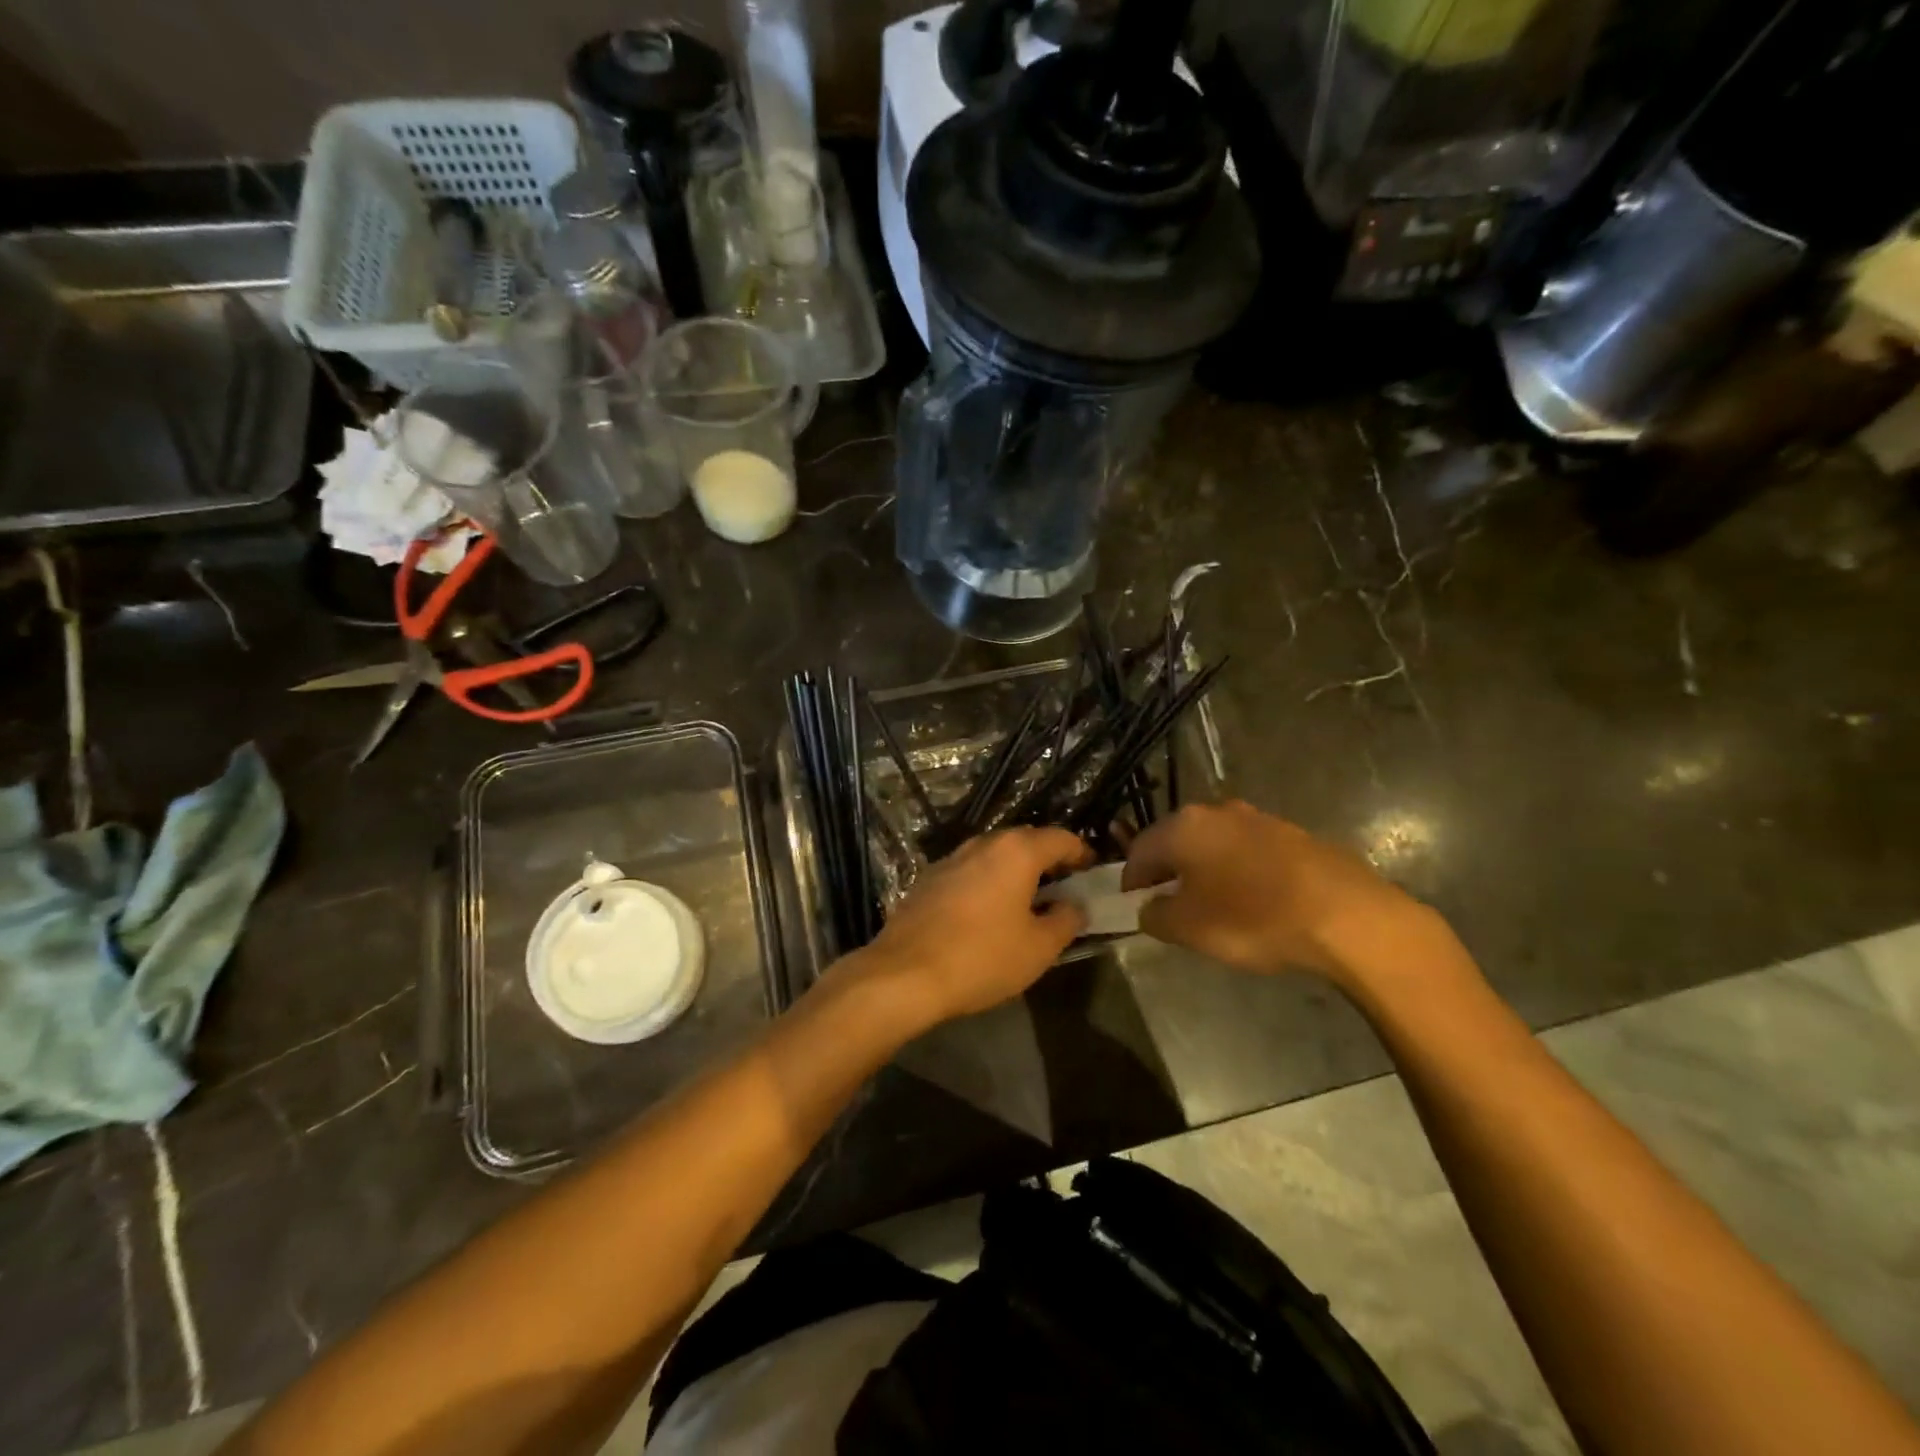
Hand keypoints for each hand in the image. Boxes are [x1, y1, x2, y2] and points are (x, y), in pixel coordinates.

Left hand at [843, 827, 1092, 1027]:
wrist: (904, 973)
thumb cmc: (982, 957)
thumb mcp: (1039, 947)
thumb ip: (1066, 920)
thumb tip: (1075, 905)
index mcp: (1016, 851)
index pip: (1060, 838)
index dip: (1081, 853)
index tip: (1092, 871)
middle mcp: (982, 843)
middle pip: (1025, 841)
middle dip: (1047, 860)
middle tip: (1063, 887)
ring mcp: (950, 858)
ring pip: (993, 856)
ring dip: (1014, 872)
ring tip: (1027, 901)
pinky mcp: (927, 879)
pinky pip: (969, 872)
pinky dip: (987, 883)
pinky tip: (987, 912)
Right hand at [1122, 800, 1440, 988]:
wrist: (1346, 915)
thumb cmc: (1252, 918)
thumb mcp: (1188, 929)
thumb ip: (1155, 916)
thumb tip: (1149, 907)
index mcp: (1184, 827)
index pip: (1139, 849)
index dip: (1131, 880)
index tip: (1134, 907)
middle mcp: (1217, 811)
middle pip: (1177, 840)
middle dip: (1168, 871)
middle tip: (1170, 906)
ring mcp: (1259, 819)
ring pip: (1215, 844)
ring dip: (1206, 870)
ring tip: (1214, 906)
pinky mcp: (1293, 835)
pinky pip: (1249, 852)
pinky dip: (1240, 872)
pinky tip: (1253, 901)